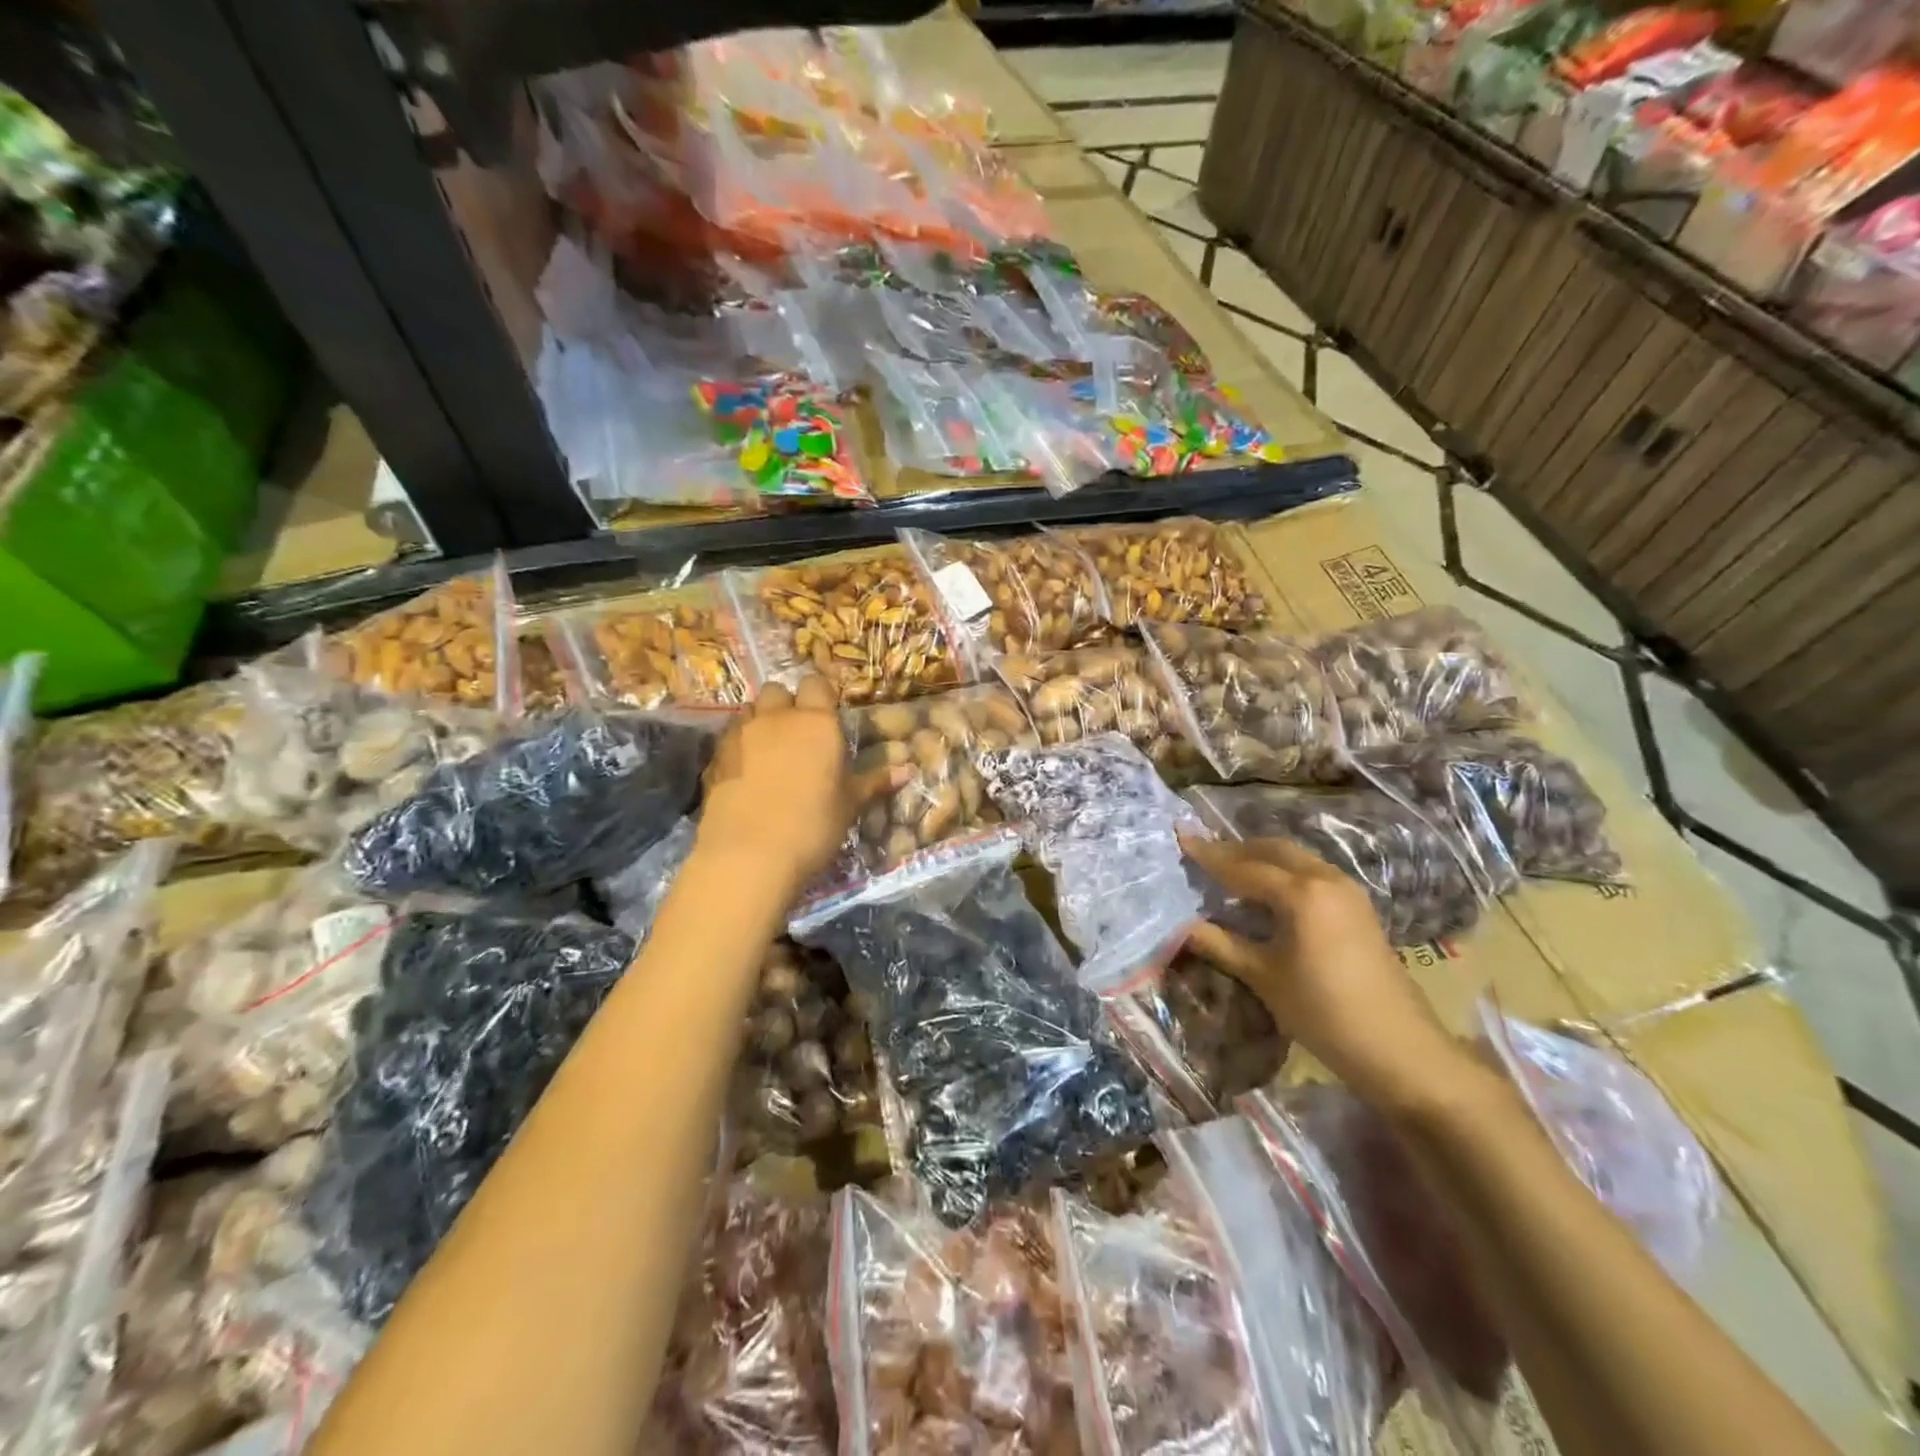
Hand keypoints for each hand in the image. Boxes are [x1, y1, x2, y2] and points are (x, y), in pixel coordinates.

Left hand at [698, 676, 903, 897]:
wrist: (749, 854)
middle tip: (797, 734)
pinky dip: (739, 745)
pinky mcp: (715, 757)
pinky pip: (729, 737)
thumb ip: (875, 782)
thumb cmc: (813, 826)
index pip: (817, 685)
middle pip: (777, 690)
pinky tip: (746, 771)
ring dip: (760, 721)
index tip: (828, 717)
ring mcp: (741, 735)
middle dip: (786, 704)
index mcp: (816, 723)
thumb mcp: (850, 805)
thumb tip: (908, 769)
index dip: (821, 697)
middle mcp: (777, 718)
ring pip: (750, 710)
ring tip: (770, 750)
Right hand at [1180, 835, 1468, 1111]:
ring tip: (1228, 872)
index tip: (1180, 838)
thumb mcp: (1263, 977)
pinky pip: (1311, 873)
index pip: (1242, 867)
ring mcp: (1347, 890)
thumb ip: (1219, 944)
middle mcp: (1325, 878)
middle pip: (1272, 850)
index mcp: (1300, 893)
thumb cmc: (1324, 1012)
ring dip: (1260, 859)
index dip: (1208, 855)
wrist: (1400, 1050)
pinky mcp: (1357, 907)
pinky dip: (1282, 873)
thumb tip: (1181, 925)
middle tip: (1202, 855)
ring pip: (1295, 858)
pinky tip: (1265, 894)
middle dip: (1235, 849)